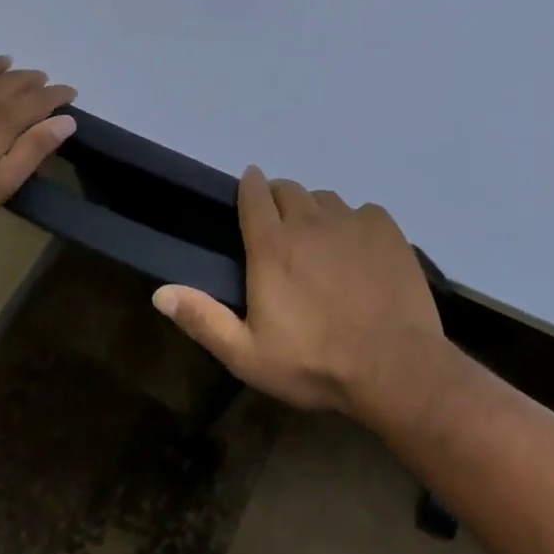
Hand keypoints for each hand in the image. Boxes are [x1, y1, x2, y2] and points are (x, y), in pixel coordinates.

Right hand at [152, 167, 444, 421]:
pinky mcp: (384, 226)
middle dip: (279, 200)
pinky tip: (360, 255)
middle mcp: (308, 220)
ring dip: (316, 213)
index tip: (249, 191)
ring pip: (324, 199)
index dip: (249, 187)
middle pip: (288, 189)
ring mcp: (350, 219)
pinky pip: (362, 212)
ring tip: (321, 244)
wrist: (393, 366)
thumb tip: (160, 292)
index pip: (253, 194)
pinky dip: (354, 225)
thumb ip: (204, 319)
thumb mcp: (248, 355)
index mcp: (272, 245)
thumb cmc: (315, 363)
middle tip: (283, 231)